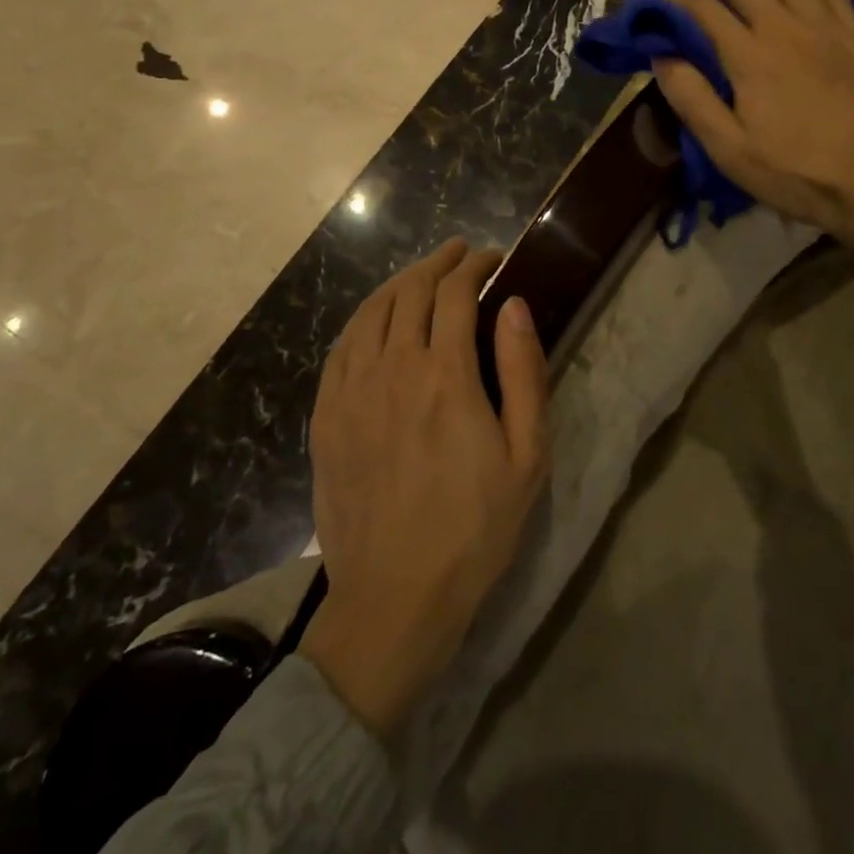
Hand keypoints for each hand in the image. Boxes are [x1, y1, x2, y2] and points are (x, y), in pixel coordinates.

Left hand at [301, 238, 550, 737]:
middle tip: (459, 253)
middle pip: (410, 291)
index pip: (455, 293)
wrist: (394, 600)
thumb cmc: (474, 529)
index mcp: (445, 375)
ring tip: (422, 274)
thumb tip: (515, 306)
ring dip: (400, 282)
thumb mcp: (526, 457)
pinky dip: (363, 317)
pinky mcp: (326, 417)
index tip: (492, 257)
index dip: (474, 265)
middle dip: (438, 262)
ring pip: (372, 311)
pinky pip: (341, 346)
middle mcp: (392, 369)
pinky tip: (375, 317)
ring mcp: (351, 391)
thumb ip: (523, 373)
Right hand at [654, 0, 853, 303]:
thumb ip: (692, 99)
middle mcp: (785, 28)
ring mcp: (824, 25)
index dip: (679, 3)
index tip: (665, 10)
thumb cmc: (796, 172)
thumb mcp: (729, 150)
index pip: (705, 10)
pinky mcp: (853, 31)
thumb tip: (661, 57)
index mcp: (750, 58)